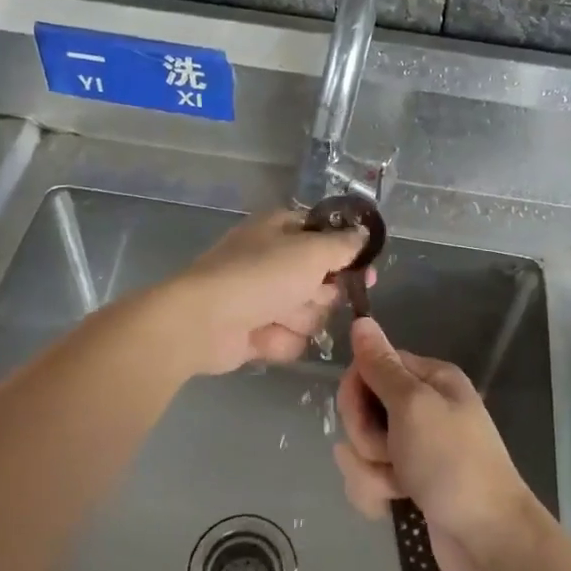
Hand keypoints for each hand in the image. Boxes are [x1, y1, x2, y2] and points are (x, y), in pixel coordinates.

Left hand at [162, 209, 367, 375]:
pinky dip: (278, 340)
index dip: (347, 254)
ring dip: (298, 319)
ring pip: (310, 314)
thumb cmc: (260, 276)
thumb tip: (364, 234)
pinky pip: (290, 339)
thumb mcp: (311, 252)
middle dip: (320, 294)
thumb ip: (344, 245)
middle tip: (306, 294)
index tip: (366, 271)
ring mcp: (265, 298)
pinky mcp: (258, 331)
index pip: (327, 237)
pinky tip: (260, 336)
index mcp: (282, 230)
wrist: (204, 322)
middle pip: (324, 282)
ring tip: (275, 317)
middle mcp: (275, 260)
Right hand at [332, 318, 542, 570]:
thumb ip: (381, 366)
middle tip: (388, 453)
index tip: (362, 413)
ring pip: (361, 447)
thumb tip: (361, 320)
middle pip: (363, 408)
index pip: (372, 366)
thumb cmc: (452, 463)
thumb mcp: (413, 406)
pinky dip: (376, 492)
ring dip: (369, 469)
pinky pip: (370, 477)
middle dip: (365, 436)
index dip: (357, 390)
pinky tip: (393, 505)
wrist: (488, 540)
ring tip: (396, 487)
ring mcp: (415, 447)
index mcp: (429, 379)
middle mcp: (422, 407)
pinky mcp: (408, 482)